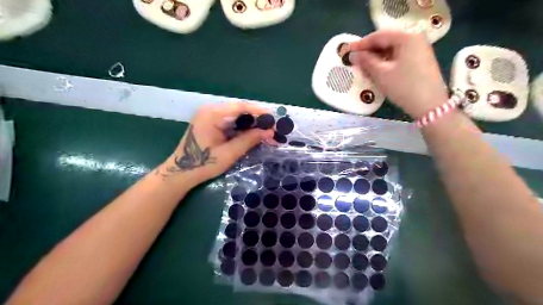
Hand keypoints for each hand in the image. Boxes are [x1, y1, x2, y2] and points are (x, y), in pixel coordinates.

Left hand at [157, 103, 275, 185]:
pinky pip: (232, 122)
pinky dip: (244, 129)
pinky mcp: (212, 124)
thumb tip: (270, 132)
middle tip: (273, 129)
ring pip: (237, 116)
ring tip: (267, 133)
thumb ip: (249, 140)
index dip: (259, 111)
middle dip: (257, 119)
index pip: (240, 107)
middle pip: (240, 110)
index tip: (274, 118)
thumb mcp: (229, 153)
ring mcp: (211, 116)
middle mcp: (211, 110)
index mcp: (212, 114)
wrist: (181, 173)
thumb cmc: (203, 164)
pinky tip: (254, 135)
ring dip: (252, 125)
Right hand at [348, 30, 449, 117]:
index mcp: (406, 37)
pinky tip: (378, 69)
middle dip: (369, 50)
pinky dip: (386, 61)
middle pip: (387, 40)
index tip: (348, 50)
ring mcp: (419, 49)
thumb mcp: (382, 74)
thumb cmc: (404, 87)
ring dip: (377, 56)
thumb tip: (353, 55)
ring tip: (364, 66)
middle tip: (356, 58)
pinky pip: (399, 56)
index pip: (379, 36)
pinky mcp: (420, 60)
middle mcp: (415, 38)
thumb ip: (366, 61)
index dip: (361, 43)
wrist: (429, 105)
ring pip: (392, 49)